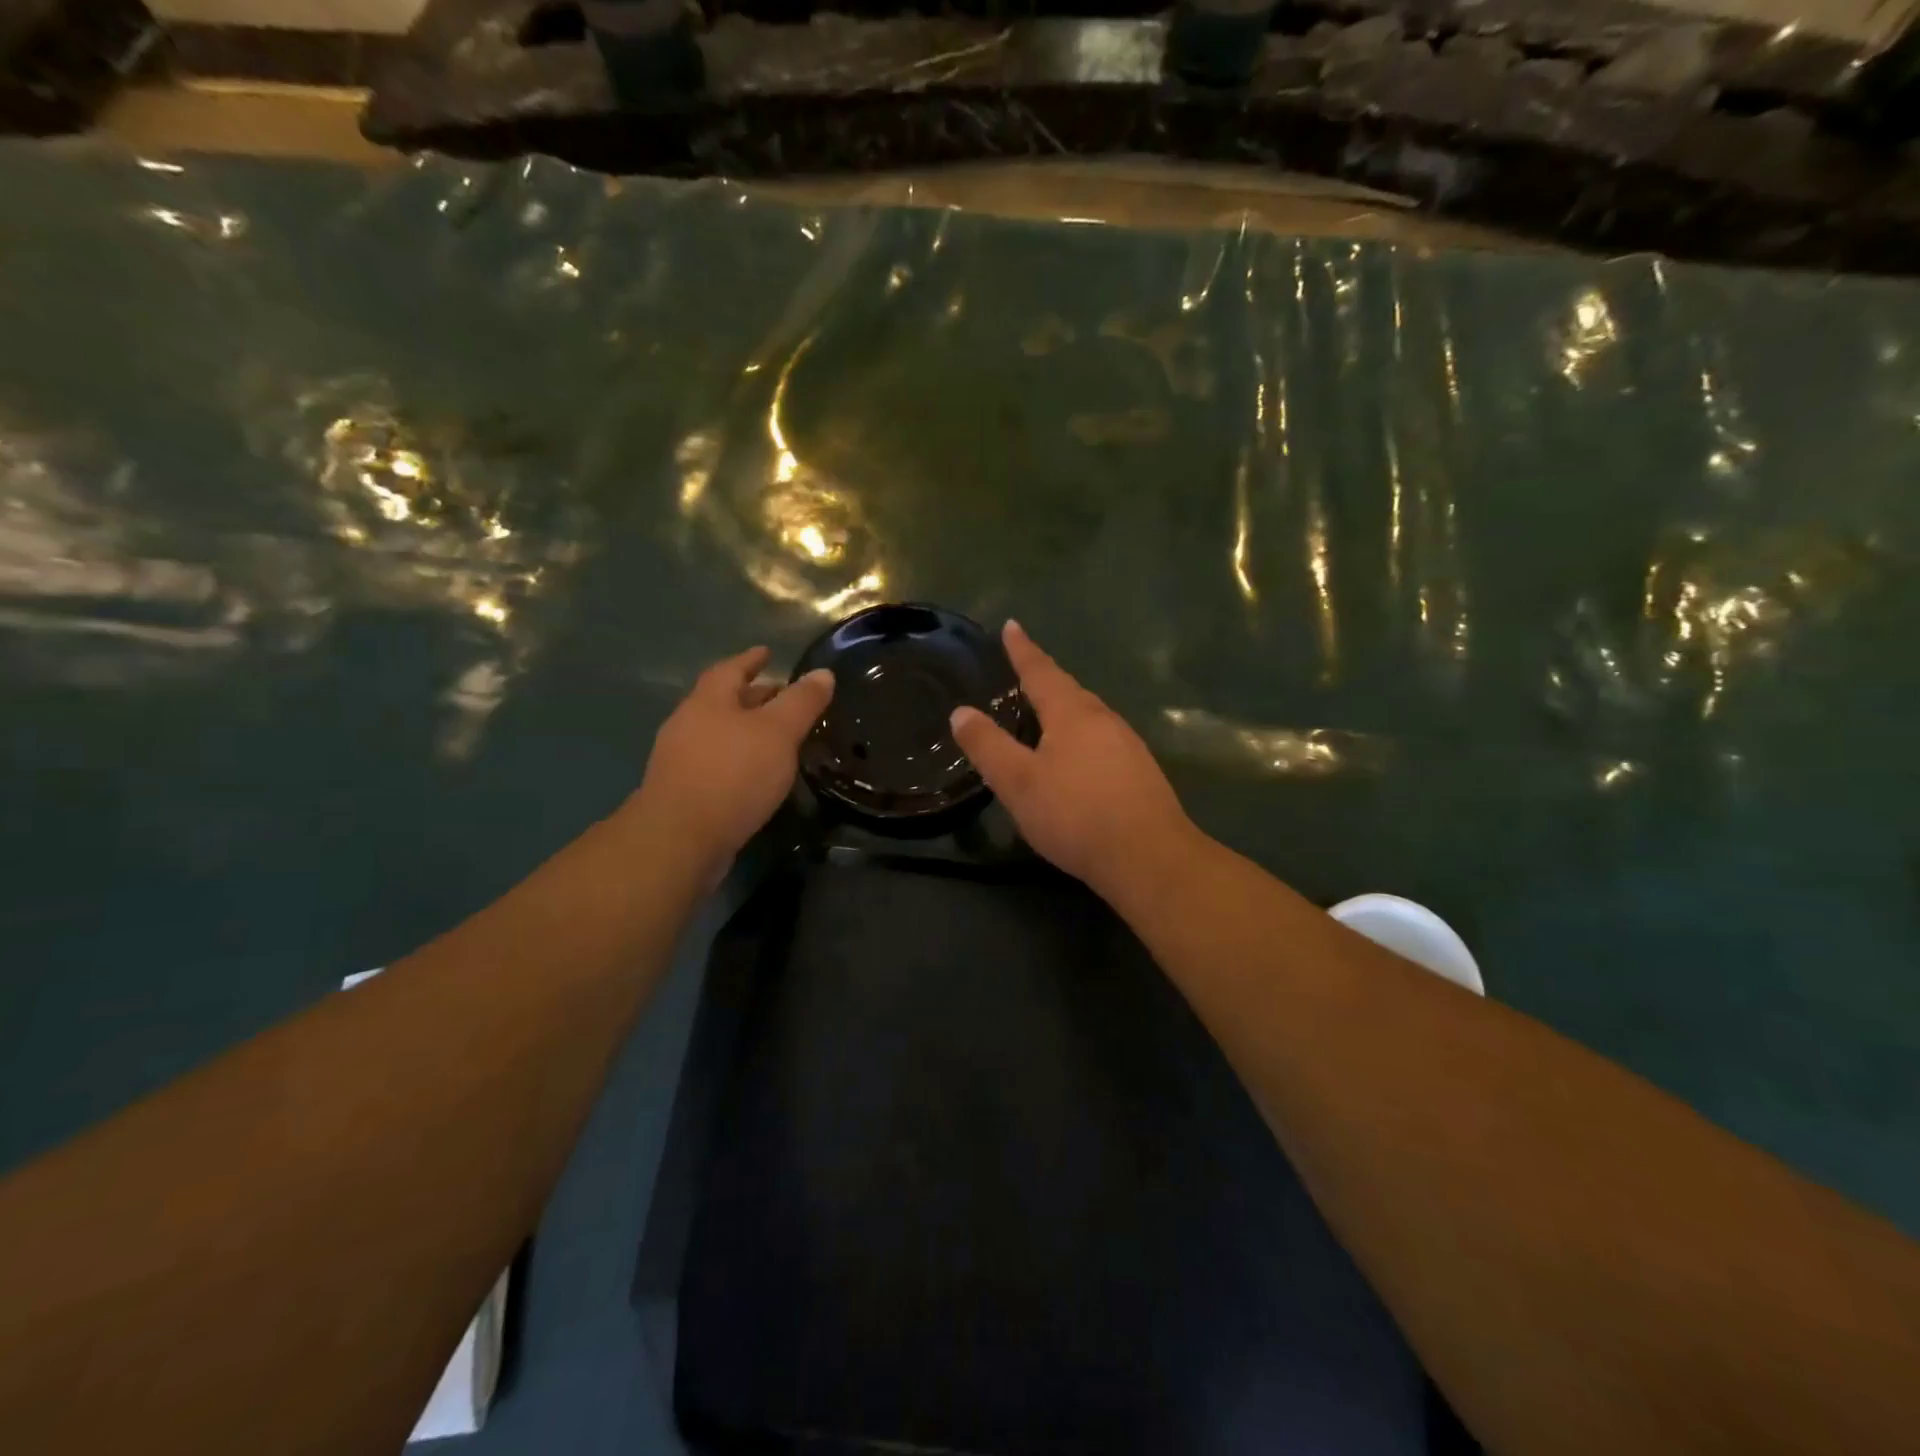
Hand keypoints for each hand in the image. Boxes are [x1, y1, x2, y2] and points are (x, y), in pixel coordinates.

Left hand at [633, 646, 833, 878]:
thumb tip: (823, 673)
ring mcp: (680, 761)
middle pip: (722, 702)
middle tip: (780, 696)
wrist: (681, 839)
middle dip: (751, 697)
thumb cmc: (733, 774)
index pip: (730, 669)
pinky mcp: (682, 793)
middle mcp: (688, 725)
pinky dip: (738, 760)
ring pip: (718, 734)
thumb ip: (801, 702)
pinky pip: (715, 764)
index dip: (750, 659)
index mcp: (708, 702)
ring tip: (775, 738)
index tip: (767, 653)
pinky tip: (757, 775)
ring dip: (745, 731)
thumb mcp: (778, 732)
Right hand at [950, 622, 1197, 899]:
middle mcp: (1104, 720)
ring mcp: (1128, 745)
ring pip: (1089, 717)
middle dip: (1046, 679)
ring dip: (1066, 708)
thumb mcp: (1018, 782)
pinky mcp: (1140, 772)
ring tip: (1047, 713)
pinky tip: (1078, 758)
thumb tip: (961, 711)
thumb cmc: (1075, 815)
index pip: (1041, 672)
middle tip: (1024, 672)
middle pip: (1070, 691)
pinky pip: (1102, 740)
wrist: (1148, 857)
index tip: (1012, 626)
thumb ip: (988, 746)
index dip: (1023, 650)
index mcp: (1072, 714)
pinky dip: (1082, 736)